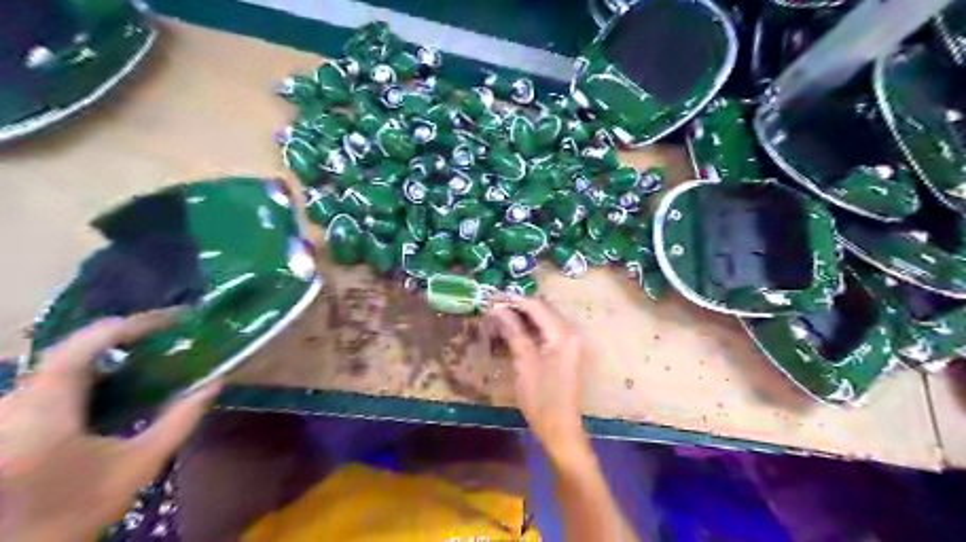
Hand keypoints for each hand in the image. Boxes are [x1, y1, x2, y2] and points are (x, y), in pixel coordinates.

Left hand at [1, 314, 218, 541]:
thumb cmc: (79, 509)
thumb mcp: (141, 464)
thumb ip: (181, 420)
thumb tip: (216, 382)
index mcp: (44, 414)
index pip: (83, 346)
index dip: (131, 325)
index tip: (174, 321)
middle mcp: (14, 404)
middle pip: (74, 350)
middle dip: (124, 337)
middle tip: (168, 335)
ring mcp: (7, 410)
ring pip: (62, 362)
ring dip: (108, 352)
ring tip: (150, 352)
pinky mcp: (9, 418)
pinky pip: (52, 378)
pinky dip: (90, 370)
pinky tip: (117, 381)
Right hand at [487, 299, 592, 463]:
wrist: (560, 429)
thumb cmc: (541, 398)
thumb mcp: (524, 362)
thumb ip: (513, 331)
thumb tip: (497, 308)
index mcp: (563, 334)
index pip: (536, 306)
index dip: (513, 300)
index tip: (491, 298)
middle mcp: (570, 333)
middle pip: (542, 310)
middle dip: (517, 307)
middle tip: (492, 307)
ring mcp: (570, 343)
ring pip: (543, 320)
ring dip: (522, 317)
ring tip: (498, 317)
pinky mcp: (565, 352)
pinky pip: (546, 332)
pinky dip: (530, 329)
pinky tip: (513, 331)